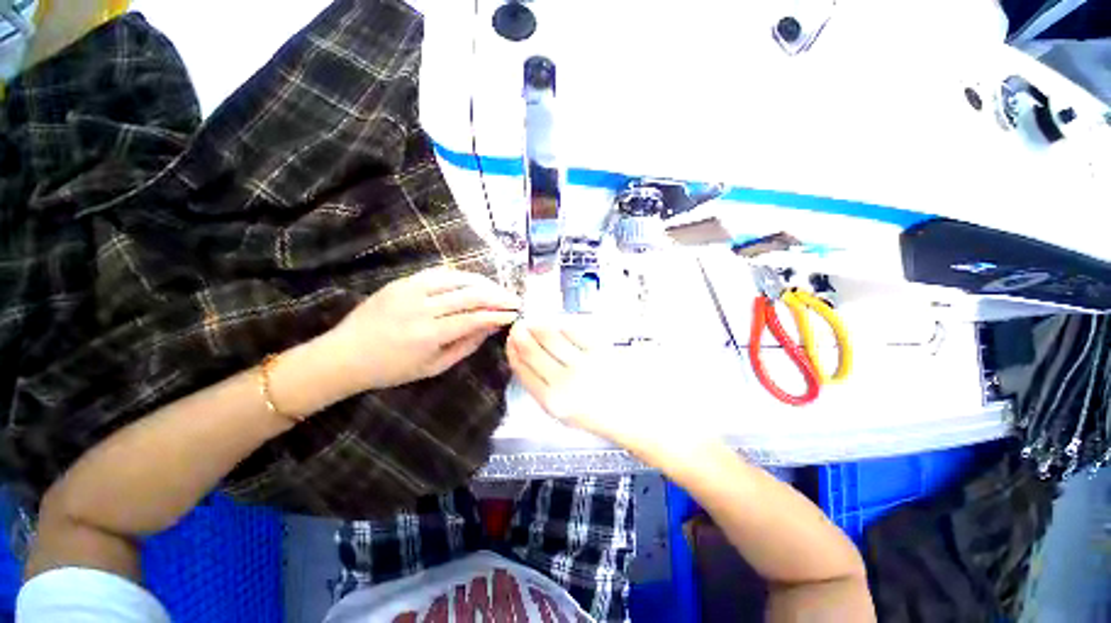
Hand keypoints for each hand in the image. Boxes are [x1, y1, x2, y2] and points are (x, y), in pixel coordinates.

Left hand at [326, 267, 519, 391]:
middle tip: (514, 300)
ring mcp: (411, 290)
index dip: (498, 314)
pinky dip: (462, 276)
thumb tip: (490, 328)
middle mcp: (422, 308)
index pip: (475, 318)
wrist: (345, 354)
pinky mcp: (403, 281)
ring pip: (458, 279)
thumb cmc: (392, 369)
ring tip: (499, 289)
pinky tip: (474, 282)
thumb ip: (466, 346)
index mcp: (429, 335)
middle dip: (498, 296)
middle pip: (471, 295)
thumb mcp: (433, 367)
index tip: (515, 314)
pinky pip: (440, 273)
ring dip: (484, 283)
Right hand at [508, 319, 717, 455]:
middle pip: (533, 352)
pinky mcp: (600, 352)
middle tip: (519, 326)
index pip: (523, 372)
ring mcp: (582, 365)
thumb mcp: (570, 415)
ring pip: (552, 338)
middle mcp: (563, 383)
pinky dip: (564, 325)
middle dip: (522, 336)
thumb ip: (550, 390)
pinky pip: (575, 332)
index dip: (514, 353)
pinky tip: (560, 323)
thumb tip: (536, 366)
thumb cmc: (608, 420)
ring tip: (536, 322)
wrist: (645, 420)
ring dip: (540, 327)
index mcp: (553, 404)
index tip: (510, 342)